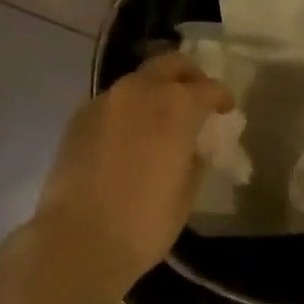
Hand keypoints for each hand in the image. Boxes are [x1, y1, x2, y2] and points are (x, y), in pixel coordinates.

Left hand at [33, 51, 233, 289]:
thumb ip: (193, 158)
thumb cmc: (145, 221)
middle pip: (169, 64)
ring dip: (154, 91)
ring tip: (160, 118)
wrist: (78, 239)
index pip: (207, 88)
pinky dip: (127, 110)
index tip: (226, 108)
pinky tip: (129, 135)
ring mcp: (105, 101)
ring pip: (138, 81)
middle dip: (187, 76)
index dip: (220, 96)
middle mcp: (140, 91)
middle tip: (195, 96)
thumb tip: (190, 146)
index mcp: (175, 106)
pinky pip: (112, 102)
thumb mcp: (186, 192)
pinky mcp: (78, 117)